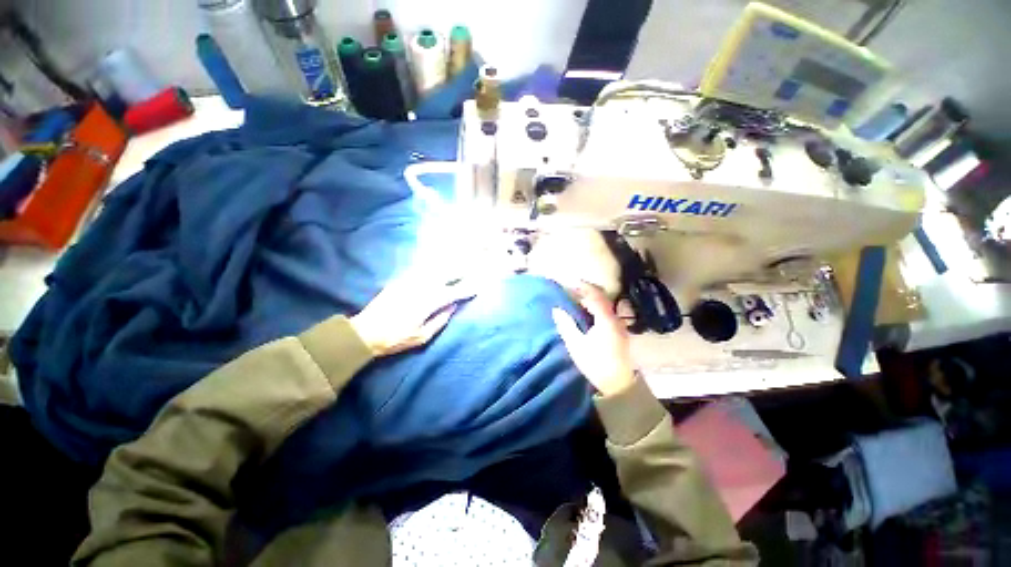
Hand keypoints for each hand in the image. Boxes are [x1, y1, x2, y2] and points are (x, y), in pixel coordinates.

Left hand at [351, 269, 475, 356]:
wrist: (365, 332)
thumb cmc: (396, 338)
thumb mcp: (422, 336)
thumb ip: (441, 320)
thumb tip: (453, 306)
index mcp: (429, 302)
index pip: (453, 293)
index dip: (466, 290)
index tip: (477, 288)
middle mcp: (421, 287)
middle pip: (446, 274)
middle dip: (460, 270)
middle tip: (472, 267)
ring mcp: (410, 281)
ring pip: (434, 269)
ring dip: (448, 265)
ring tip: (458, 262)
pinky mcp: (400, 280)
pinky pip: (420, 269)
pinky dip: (432, 267)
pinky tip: (437, 265)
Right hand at [552, 283, 636, 396]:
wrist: (617, 385)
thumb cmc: (596, 364)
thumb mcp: (576, 345)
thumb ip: (566, 325)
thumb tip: (556, 309)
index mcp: (606, 320)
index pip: (596, 296)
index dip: (583, 287)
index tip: (570, 282)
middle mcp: (615, 319)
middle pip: (602, 298)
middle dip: (587, 290)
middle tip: (571, 288)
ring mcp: (618, 325)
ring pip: (605, 305)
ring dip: (591, 298)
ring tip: (576, 297)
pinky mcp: (618, 331)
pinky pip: (606, 312)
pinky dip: (595, 307)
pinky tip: (586, 311)